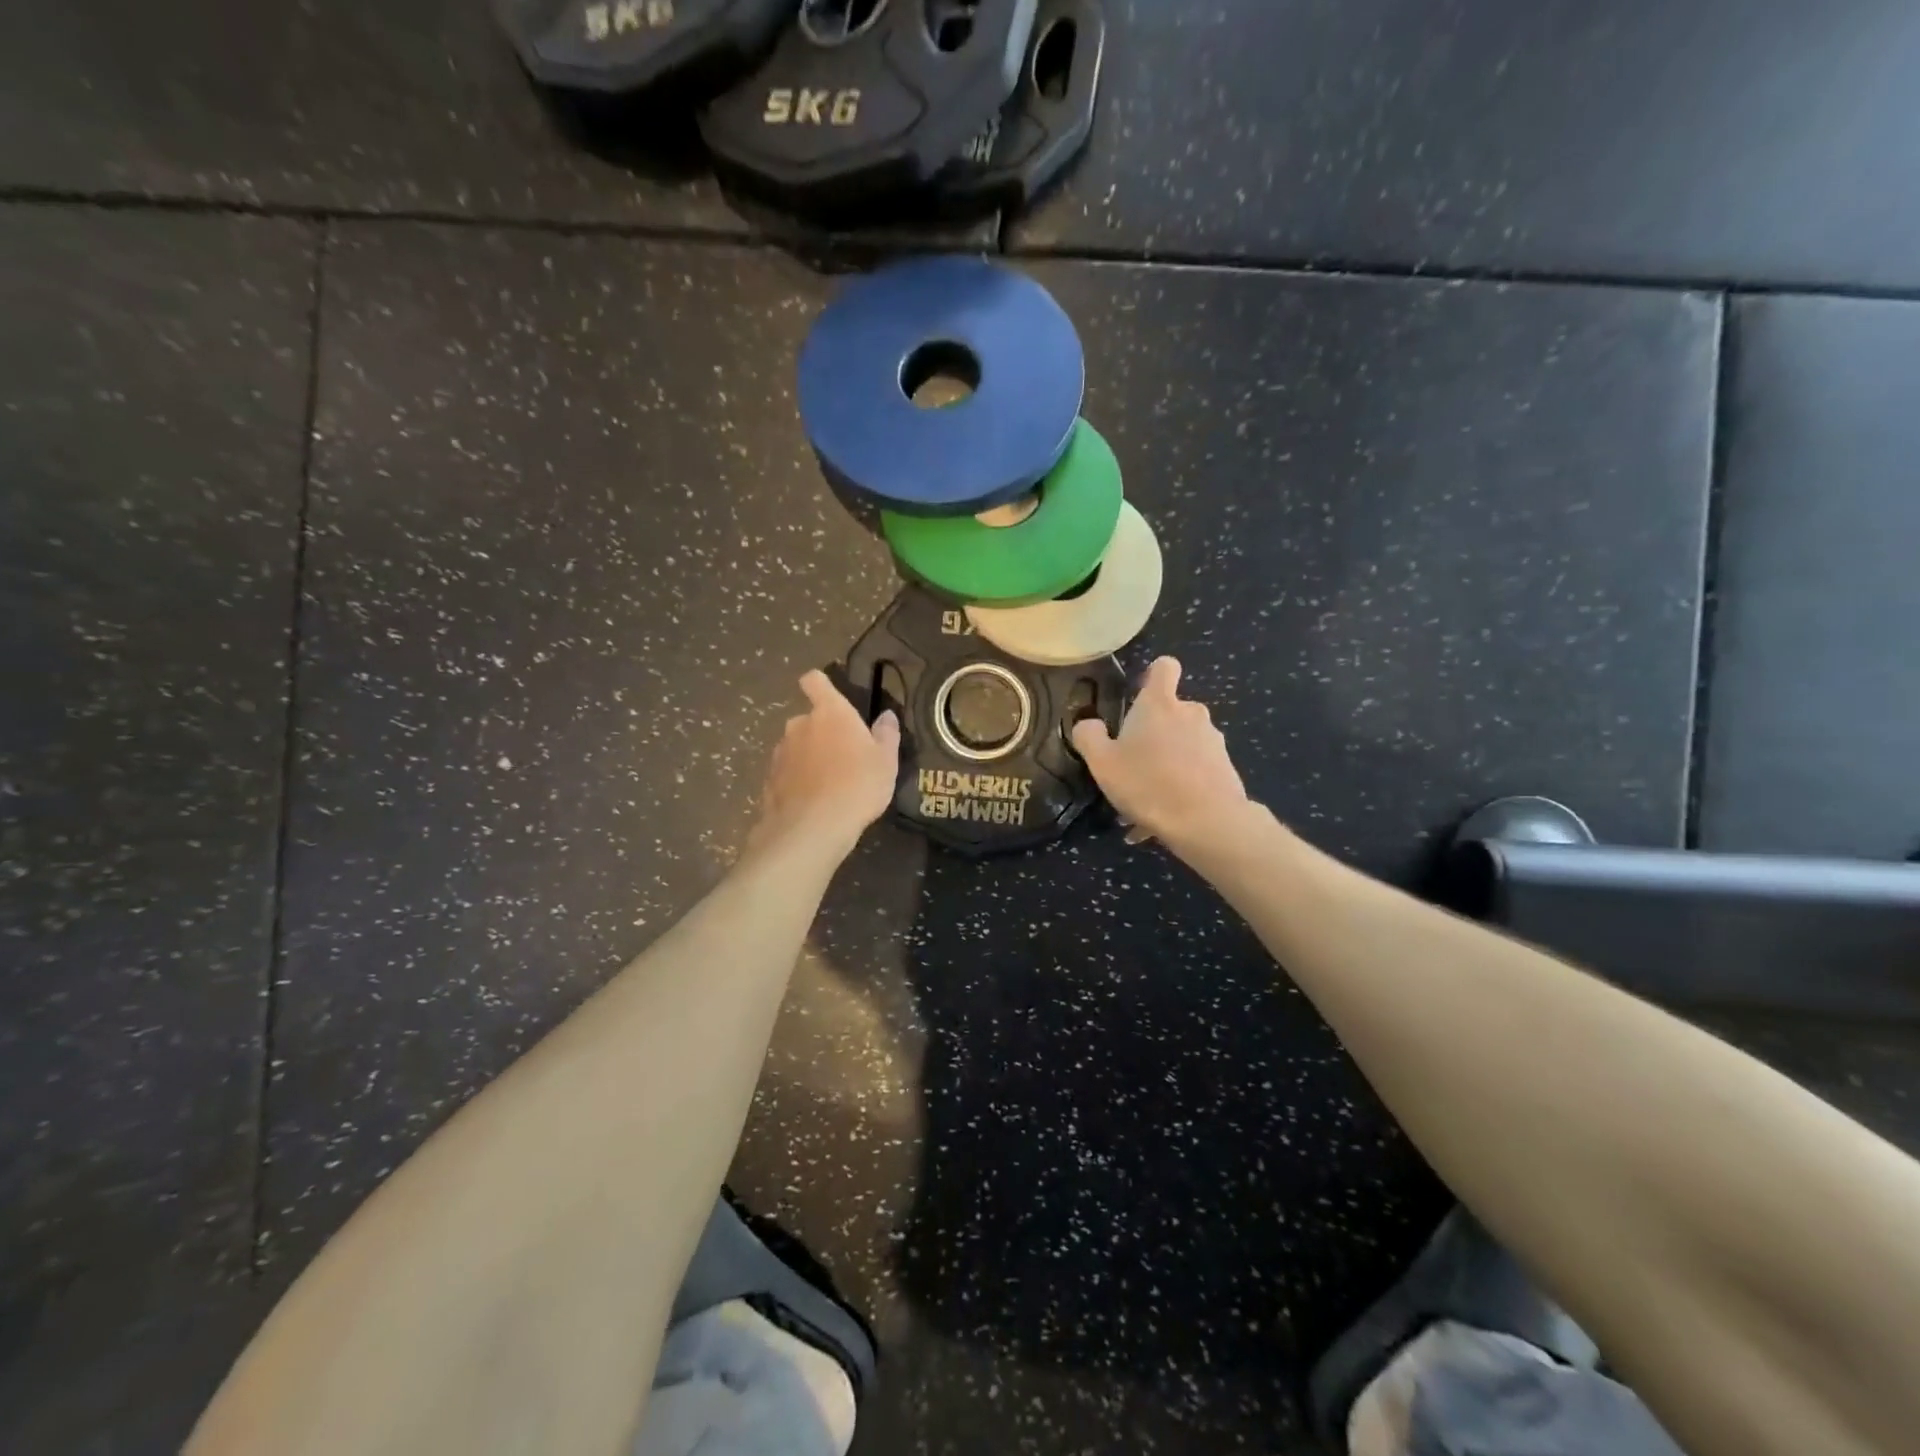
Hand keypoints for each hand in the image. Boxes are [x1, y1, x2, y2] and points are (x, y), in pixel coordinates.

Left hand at [751, 670, 900, 856]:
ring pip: (796, 746)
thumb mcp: (886, 761)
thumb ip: (886, 735)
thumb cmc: (858, 785)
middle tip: (843, 756)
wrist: (813, 828)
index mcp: (830, 713)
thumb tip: (886, 716)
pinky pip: (787, 772)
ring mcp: (781, 752)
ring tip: (828, 784)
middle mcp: (799, 725)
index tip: (829, 696)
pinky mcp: (769, 779)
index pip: (815, 681)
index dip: (819, 684)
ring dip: (809, 757)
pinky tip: (812, 802)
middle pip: (808, 719)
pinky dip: (797, 781)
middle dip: (822, 732)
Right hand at [1071, 658, 1251, 851]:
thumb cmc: (1148, 783)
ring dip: (1164, 767)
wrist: (1207, 821)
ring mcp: (1213, 740)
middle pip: (1170, 712)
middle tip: (1131, 769)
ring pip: (1181, 747)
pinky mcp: (1226, 768)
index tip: (1139, 695)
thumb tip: (1088, 724)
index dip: (1152, 675)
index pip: (1164, 667)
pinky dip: (1179, 788)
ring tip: (1144, 806)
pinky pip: (1194, 772)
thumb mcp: (1102, 762)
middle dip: (1152, 735)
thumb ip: (1089, 736)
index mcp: (1159, 704)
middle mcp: (1191, 713)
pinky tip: (1162, 821)